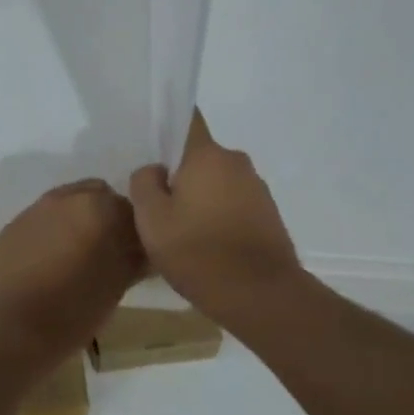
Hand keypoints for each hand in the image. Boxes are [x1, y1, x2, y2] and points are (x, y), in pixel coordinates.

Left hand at [0, 178, 144, 368]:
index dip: (136, 231)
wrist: (14, 330)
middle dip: (106, 217)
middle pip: (98, 195)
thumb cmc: (75, 309)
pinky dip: (52, 232)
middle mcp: (65, 198)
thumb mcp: (118, 284)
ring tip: (77, 257)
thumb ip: (135, 256)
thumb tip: (144, 248)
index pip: (130, 208)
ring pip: (67, 204)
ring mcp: (35, 209)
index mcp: (97, 207)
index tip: (134, 253)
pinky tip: (49, 263)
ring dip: (78, 221)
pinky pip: (42, 220)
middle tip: (108, 252)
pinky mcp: (13, 226)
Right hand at [129, 112, 300, 315]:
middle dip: (180, 173)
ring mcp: (257, 188)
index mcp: (207, 155)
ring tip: (182, 231)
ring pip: (218, 181)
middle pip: (199, 156)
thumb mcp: (152, 220)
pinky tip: (207, 245)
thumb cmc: (199, 253)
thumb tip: (154, 170)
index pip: (188, 118)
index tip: (152, 144)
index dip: (168, 125)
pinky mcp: (269, 214)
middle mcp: (236, 162)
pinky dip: (219, 215)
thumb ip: (144, 184)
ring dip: (201, 197)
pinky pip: (234, 203)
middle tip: (158, 202)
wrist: (263, 296)